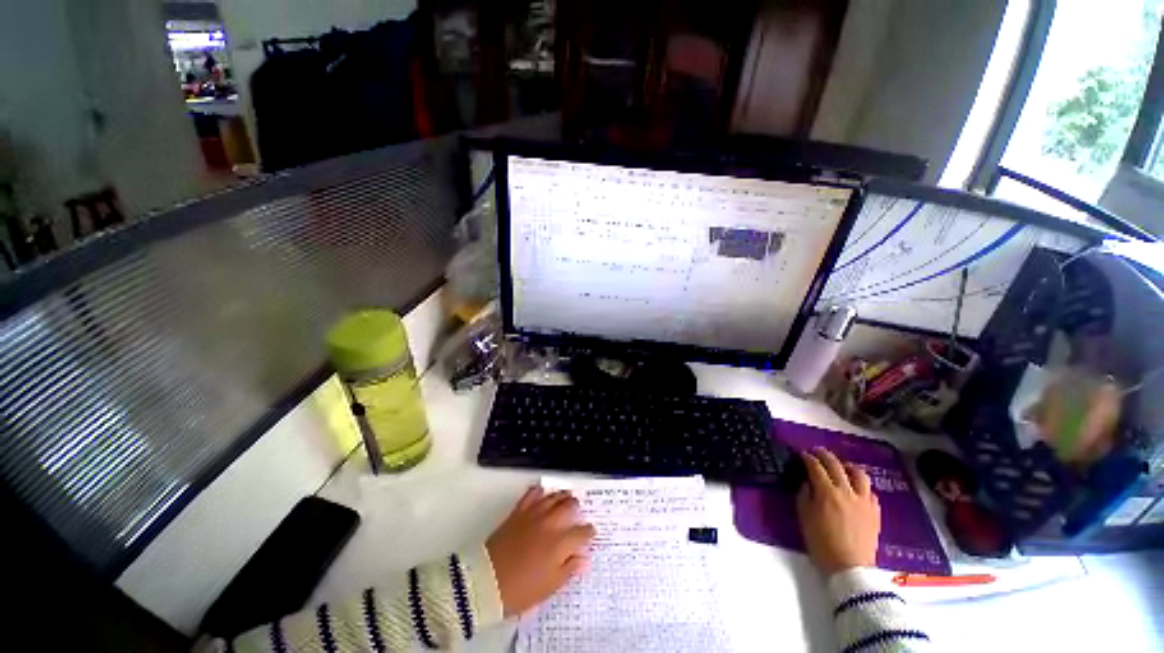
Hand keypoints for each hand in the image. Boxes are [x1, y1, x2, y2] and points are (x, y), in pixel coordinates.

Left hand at [486, 487, 595, 616]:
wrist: (487, 581)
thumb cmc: (521, 590)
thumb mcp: (549, 587)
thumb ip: (569, 569)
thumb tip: (584, 559)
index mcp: (560, 544)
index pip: (582, 532)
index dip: (589, 532)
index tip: (590, 533)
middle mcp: (550, 524)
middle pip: (570, 507)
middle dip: (577, 509)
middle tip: (577, 513)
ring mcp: (534, 514)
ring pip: (554, 496)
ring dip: (562, 496)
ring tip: (566, 497)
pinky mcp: (519, 511)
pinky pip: (532, 494)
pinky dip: (539, 491)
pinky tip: (542, 493)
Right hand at [795, 447, 880, 575]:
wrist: (849, 568)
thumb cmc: (821, 543)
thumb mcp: (804, 516)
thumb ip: (804, 494)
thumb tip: (807, 481)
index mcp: (827, 493)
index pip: (815, 467)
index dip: (807, 458)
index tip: (801, 455)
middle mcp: (846, 492)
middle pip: (836, 465)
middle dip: (824, 455)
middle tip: (816, 452)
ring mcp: (864, 501)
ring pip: (858, 474)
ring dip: (847, 466)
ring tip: (840, 466)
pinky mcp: (875, 511)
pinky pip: (869, 491)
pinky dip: (860, 485)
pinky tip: (855, 489)